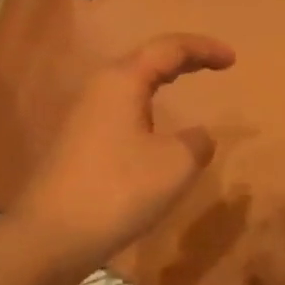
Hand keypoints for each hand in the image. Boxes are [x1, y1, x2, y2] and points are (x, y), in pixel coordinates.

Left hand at [9, 33, 235, 271]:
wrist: (52, 236)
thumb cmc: (118, 190)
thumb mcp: (176, 165)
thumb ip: (197, 143)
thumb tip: (197, 137)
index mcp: (122, 81)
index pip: (169, 48)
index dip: (203, 49)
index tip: (232, 59)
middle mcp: (98, 90)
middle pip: (145, 61)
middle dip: (181, 60)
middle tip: (212, 65)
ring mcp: (83, 118)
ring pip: (129, 87)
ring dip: (159, 83)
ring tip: (183, 87)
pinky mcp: (77, 145)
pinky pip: (120, 113)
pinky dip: (145, 109)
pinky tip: (153, 131)